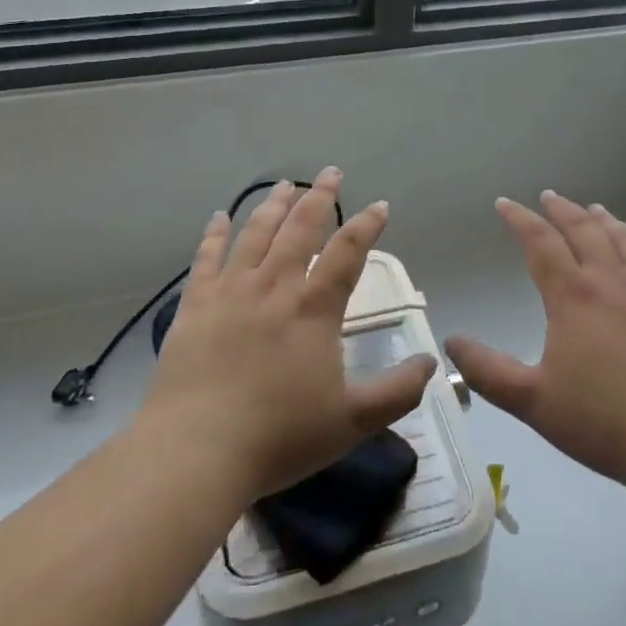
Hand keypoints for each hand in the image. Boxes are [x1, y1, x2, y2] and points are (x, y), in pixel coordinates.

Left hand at [141, 170, 436, 502]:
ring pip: (255, 234)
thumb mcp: (352, 421)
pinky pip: (206, 258)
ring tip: (284, 184)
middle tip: (330, 173)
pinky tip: (219, 217)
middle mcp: (274, 287)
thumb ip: (397, 392)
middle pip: (300, 228)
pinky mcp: (195, 306)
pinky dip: (215, 234)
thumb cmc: (279, 436)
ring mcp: (231, 292)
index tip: (380, 206)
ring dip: (273, 205)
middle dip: (319, 197)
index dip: (367, 225)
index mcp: (314, 309)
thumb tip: (430, 363)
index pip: (348, 252)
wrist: (196, 452)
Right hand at [446, 192, 625, 499]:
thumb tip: (452, 342)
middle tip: (548, 196)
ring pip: (622, 241)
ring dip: (602, 221)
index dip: (520, 219)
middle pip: (583, 231)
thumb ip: (488, 371)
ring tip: (593, 209)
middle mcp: (610, 282)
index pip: (541, 243)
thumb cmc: (603, 421)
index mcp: (573, 296)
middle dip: (562, 210)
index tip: (505, 204)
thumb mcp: (533, 402)